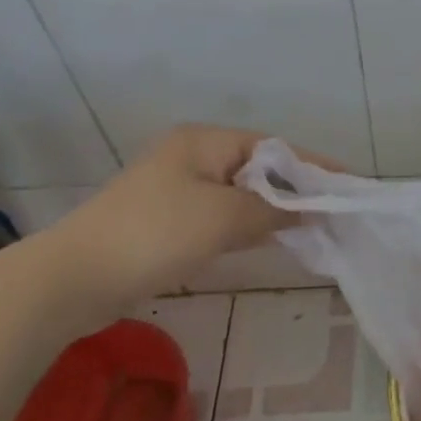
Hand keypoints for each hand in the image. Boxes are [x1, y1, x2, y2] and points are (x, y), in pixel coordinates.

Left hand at [41, 125, 322, 313]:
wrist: (73, 279)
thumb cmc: (155, 233)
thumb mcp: (223, 217)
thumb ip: (273, 209)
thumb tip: (310, 210)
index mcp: (205, 141)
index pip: (274, 147)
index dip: (312, 165)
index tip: (348, 183)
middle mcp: (192, 156)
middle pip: (258, 169)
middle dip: (294, 189)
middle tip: (332, 210)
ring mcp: (176, 189)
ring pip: (239, 195)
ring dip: (270, 210)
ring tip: (309, 227)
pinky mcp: (166, 221)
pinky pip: (219, 216)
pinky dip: (244, 226)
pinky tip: (265, 240)